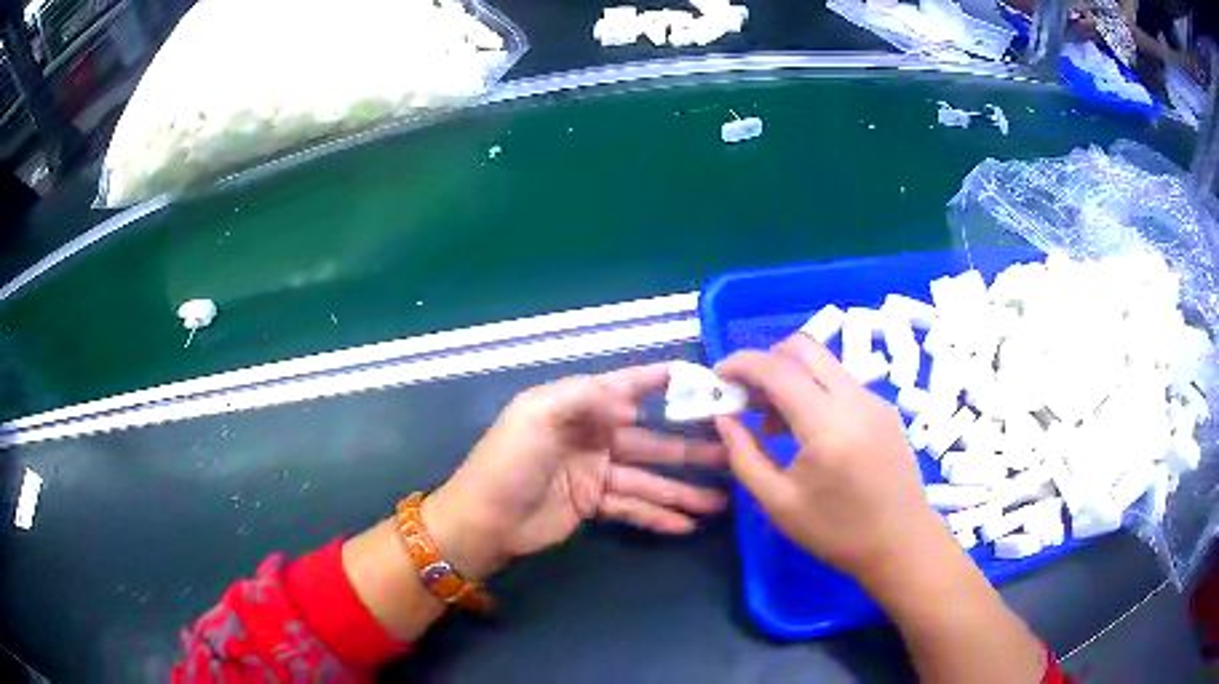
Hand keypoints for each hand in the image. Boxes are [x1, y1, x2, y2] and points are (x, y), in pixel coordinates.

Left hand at [423, 364, 727, 578]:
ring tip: (722, 500)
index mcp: (577, 407)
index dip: (661, 380)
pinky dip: (658, 516)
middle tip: (731, 451)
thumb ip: (585, 397)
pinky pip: (633, 507)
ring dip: (683, 490)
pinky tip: (687, 525)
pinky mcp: (593, 505)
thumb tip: (632, 401)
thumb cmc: (508, 462)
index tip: (702, 377)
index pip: (626, 387)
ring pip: (649, 479)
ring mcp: (595, 473)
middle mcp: (591, 436)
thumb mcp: (536, 416)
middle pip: (651, 440)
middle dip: (690, 448)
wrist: (483, 521)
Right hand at [713, 334, 945, 584]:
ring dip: (791, 376)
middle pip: (804, 348)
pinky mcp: (884, 409)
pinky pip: (841, 381)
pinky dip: (814, 389)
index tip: (717, 376)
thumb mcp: (779, 503)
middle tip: (746, 394)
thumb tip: (724, 420)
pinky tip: (806, 429)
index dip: (741, 364)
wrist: (901, 544)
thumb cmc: (837, 532)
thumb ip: (745, 457)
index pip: (778, 370)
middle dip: (767, 360)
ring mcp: (874, 401)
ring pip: (824, 363)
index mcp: (827, 425)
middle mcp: (854, 399)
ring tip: (772, 421)